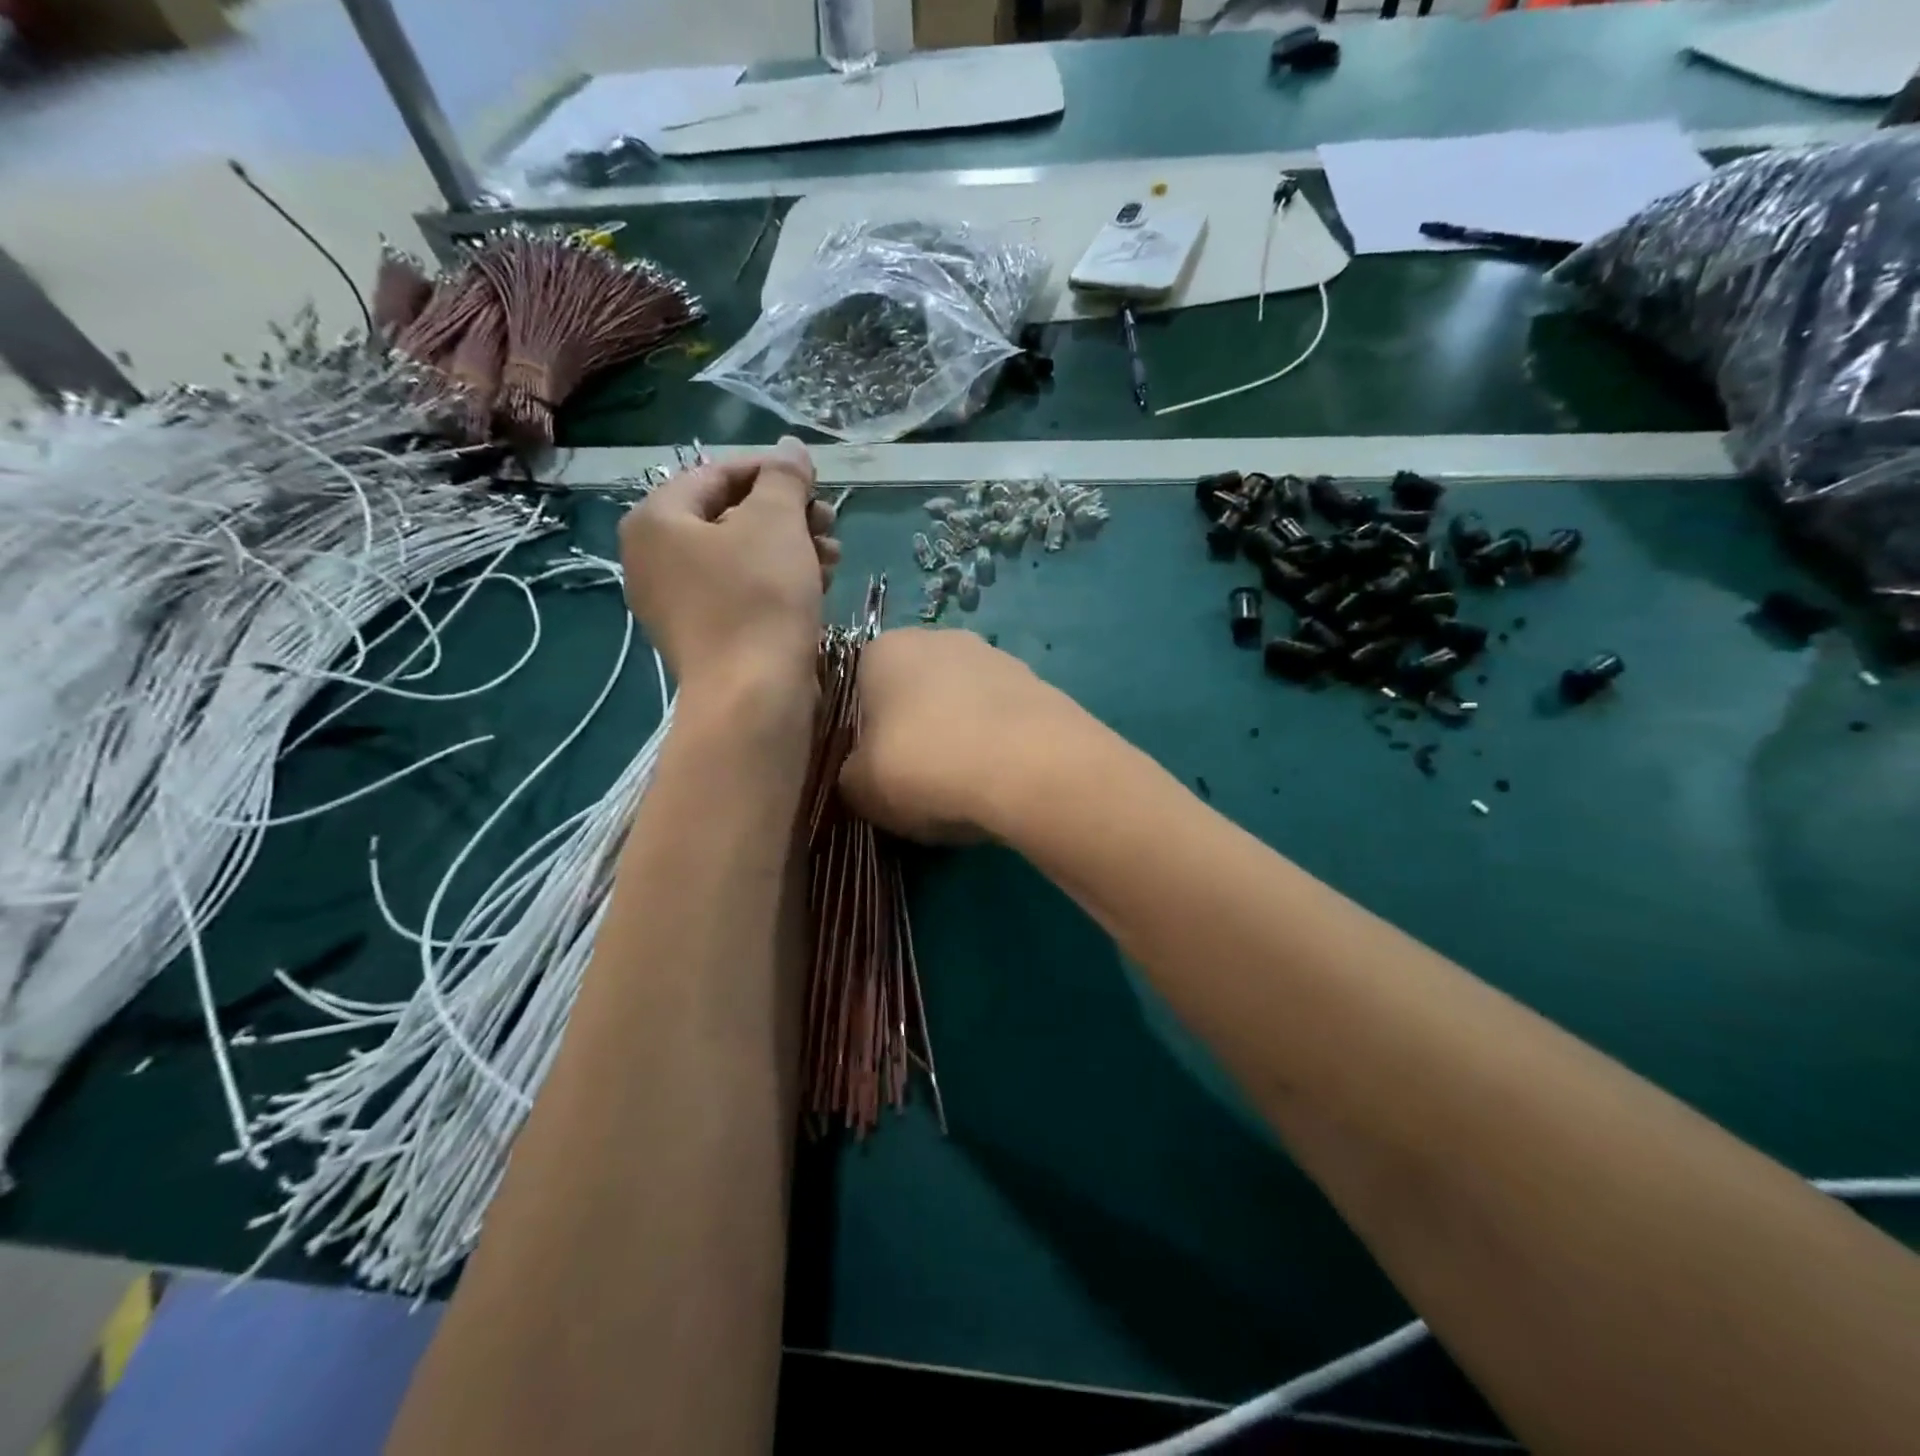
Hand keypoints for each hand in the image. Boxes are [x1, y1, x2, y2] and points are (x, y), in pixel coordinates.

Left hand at [619, 438, 839, 701]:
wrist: (753, 696)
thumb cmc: (759, 597)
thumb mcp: (776, 523)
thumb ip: (784, 478)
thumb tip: (791, 449)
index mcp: (655, 520)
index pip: (716, 474)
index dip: (770, 471)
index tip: (814, 480)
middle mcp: (655, 559)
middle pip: (730, 517)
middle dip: (787, 516)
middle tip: (829, 521)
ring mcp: (678, 603)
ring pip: (742, 558)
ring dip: (792, 549)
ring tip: (834, 556)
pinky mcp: (706, 636)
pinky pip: (742, 592)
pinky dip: (779, 583)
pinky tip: (820, 585)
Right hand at [839, 629, 1082, 843]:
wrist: (1030, 767)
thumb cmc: (926, 766)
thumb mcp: (861, 788)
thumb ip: (851, 775)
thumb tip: (864, 773)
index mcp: (885, 650)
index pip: (862, 688)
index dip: (868, 734)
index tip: (879, 770)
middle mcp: (940, 639)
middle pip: (916, 692)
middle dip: (917, 731)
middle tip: (922, 781)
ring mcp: (995, 657)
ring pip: (963, 705)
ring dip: (961, 737)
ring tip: (968, 787)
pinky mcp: (1038, 683)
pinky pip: (1003, 720)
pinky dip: (999, 745)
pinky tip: (1003, 780)